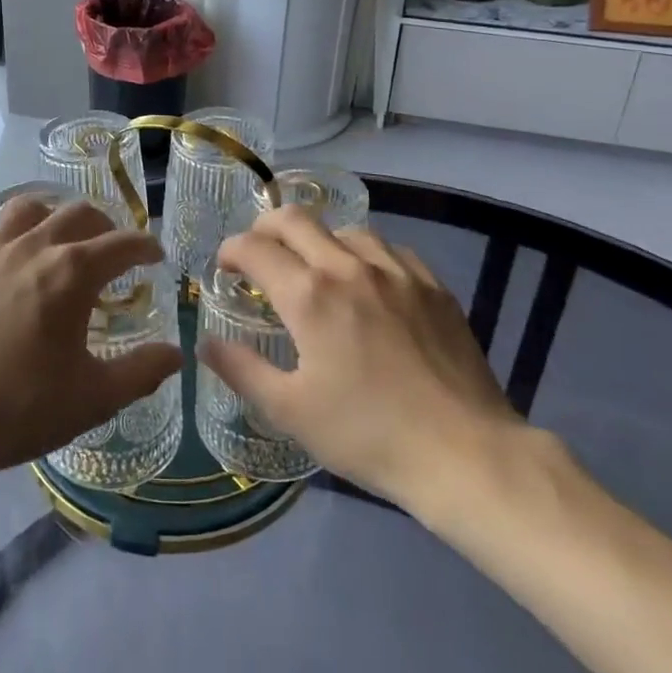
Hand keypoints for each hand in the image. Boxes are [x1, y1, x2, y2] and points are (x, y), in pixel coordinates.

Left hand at [0, 197, 181, 488]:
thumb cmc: (19, 408)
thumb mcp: (93, 398)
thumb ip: (141, 371)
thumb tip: (176, 354)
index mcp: (71, 272)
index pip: (121, 243)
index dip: (145, 246)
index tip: (156, 254)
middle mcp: (32, 247)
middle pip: (77, 213)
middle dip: (104, 226)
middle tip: (113, 250)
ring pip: (27, 208)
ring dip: (52, 217)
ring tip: (59, 240)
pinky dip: (3, 236)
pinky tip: (4, 259)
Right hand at [198, 207, 525, 526]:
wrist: (466, 454)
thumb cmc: (367, 435)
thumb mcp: (291, 411)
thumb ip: (242, 369)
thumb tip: (205, 343)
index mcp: (309, 296)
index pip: (254, 248)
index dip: (230, 251)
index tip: (225, 268)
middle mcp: (348, 267)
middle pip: (295, 219)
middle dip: (265, 228)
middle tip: (259, 254)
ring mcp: (396, 271)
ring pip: (344, 229)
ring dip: (318, 240)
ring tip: (315, 269)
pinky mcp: (432, 285)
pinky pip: (389, 249)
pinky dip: (364, 255)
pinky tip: (368, 282)